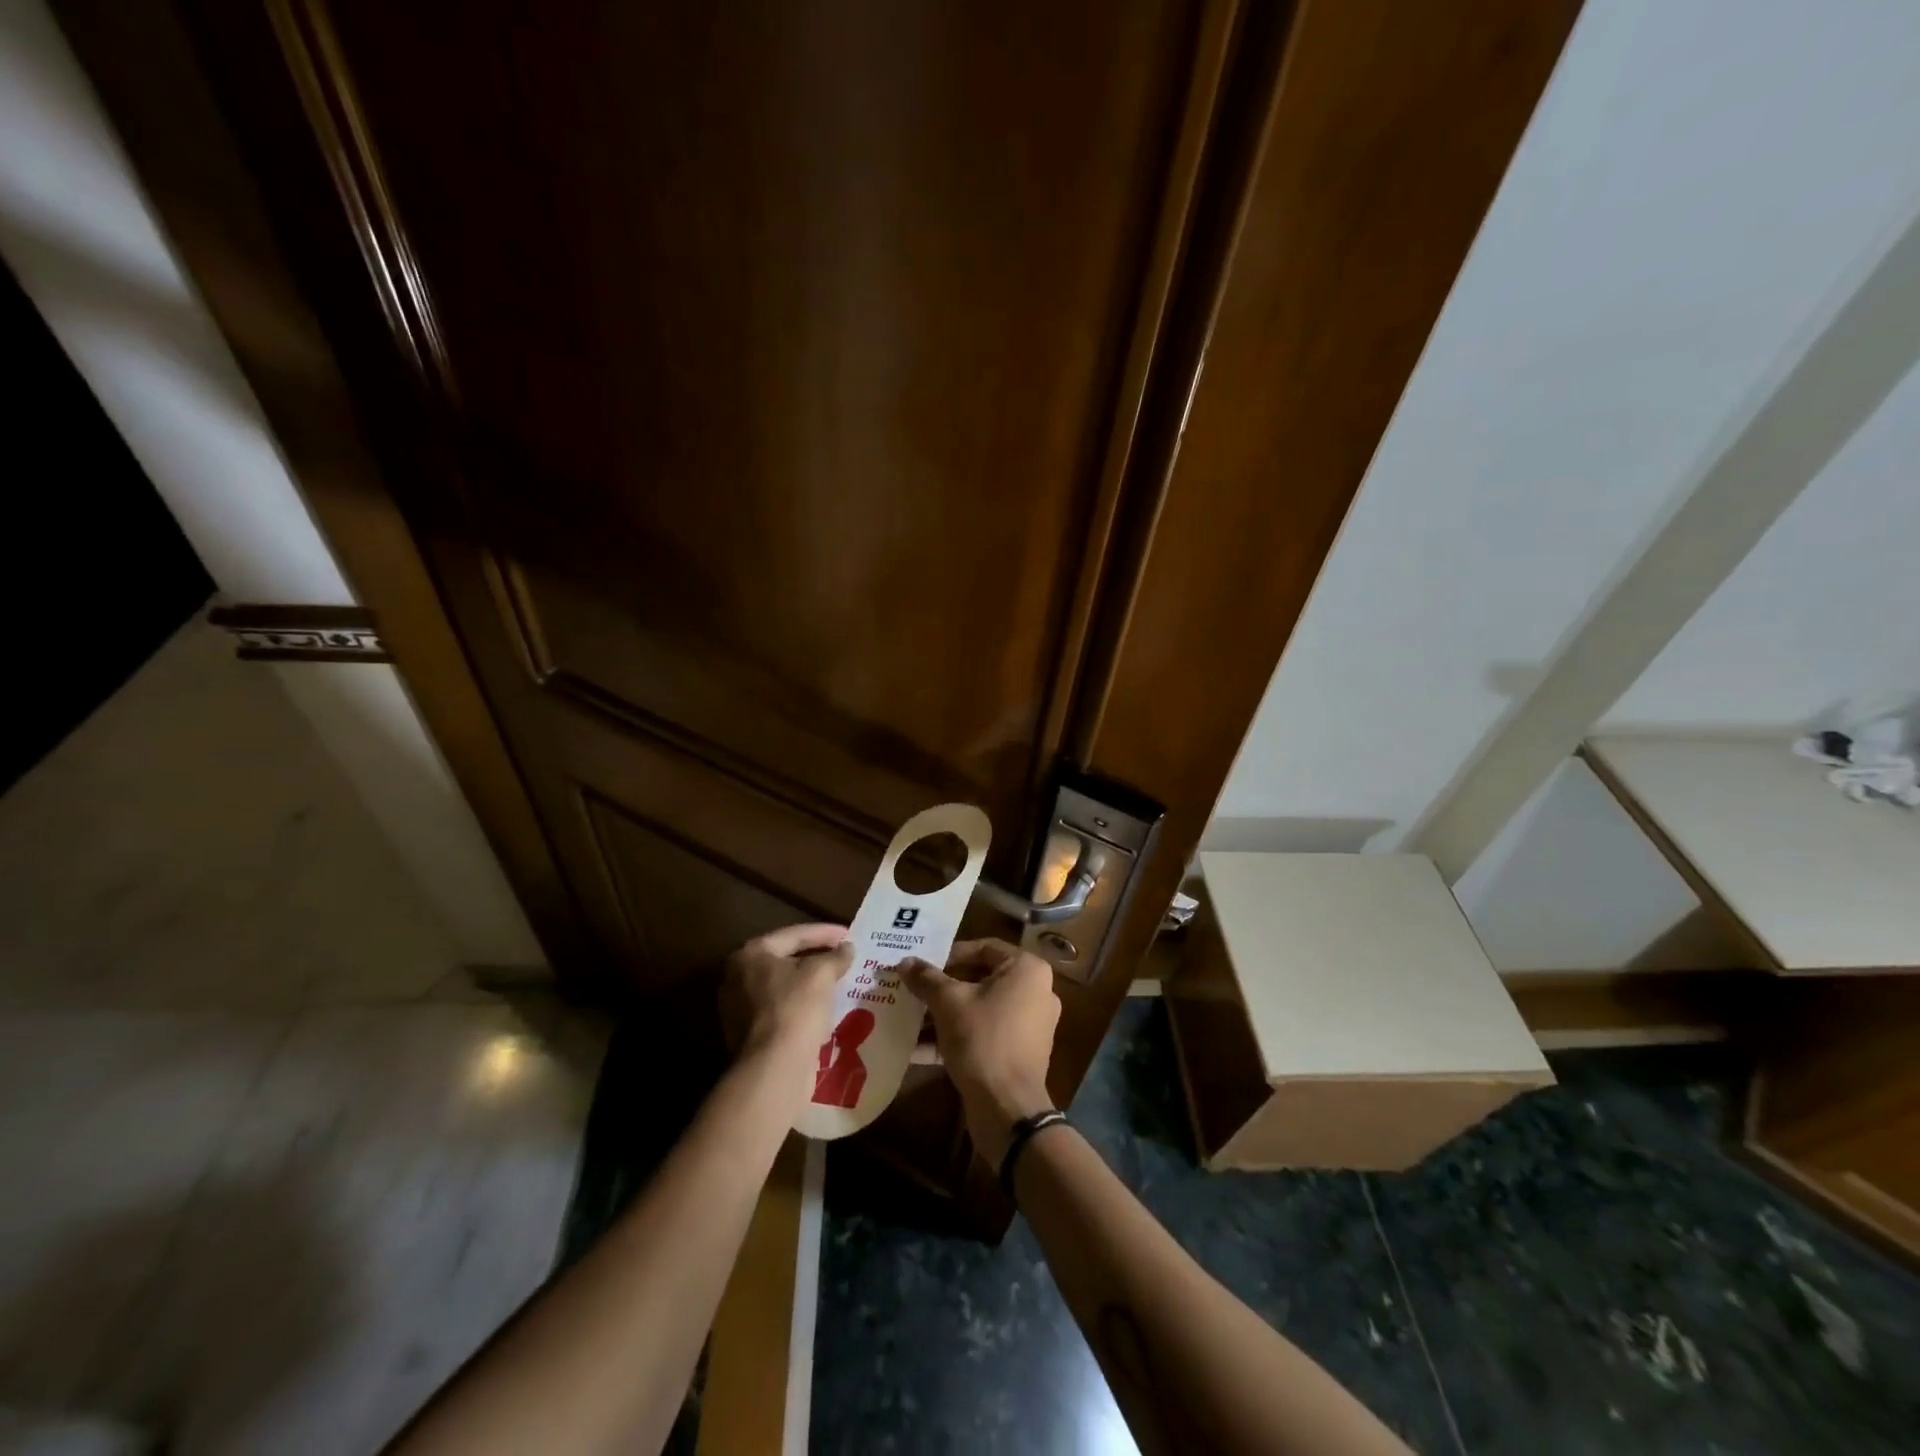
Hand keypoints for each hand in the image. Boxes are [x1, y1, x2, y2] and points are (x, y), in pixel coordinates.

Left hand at [720, 924, 852, 1066]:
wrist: (774, 1069)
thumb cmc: (795, 1009)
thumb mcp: (822, 974)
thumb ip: (836, 956)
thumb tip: (846, 949)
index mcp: (750, 954)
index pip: (794, 935)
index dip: (826, 933)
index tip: (850, 935)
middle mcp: (736, 977)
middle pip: (785, 960)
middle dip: (816, 958)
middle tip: (843, 957)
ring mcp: (738, 1009)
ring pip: (783, 988)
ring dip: (810, 985)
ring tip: (838, 982)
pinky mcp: (747, 1036)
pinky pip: (781, 1011)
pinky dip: (802, 1007)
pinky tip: (824, 1010)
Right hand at [901, 939, 1059, 1166]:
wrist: (1008, 1108)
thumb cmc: (982, 1039)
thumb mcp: (948, 1003)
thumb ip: (926, 978)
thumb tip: (905, 962)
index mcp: (1027, 970)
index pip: (984, 948)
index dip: (950, 954)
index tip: (923, 967)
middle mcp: (1036, 991)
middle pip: (981, 978)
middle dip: (943, 987)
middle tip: (914, 990)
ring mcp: (1030, 1024)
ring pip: (980, 1008)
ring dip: (945, 1013)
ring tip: (911, 1018)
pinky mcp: (1020, 1052)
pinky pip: (985, 1033)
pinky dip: (956, 1036)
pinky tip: (918, 1048)